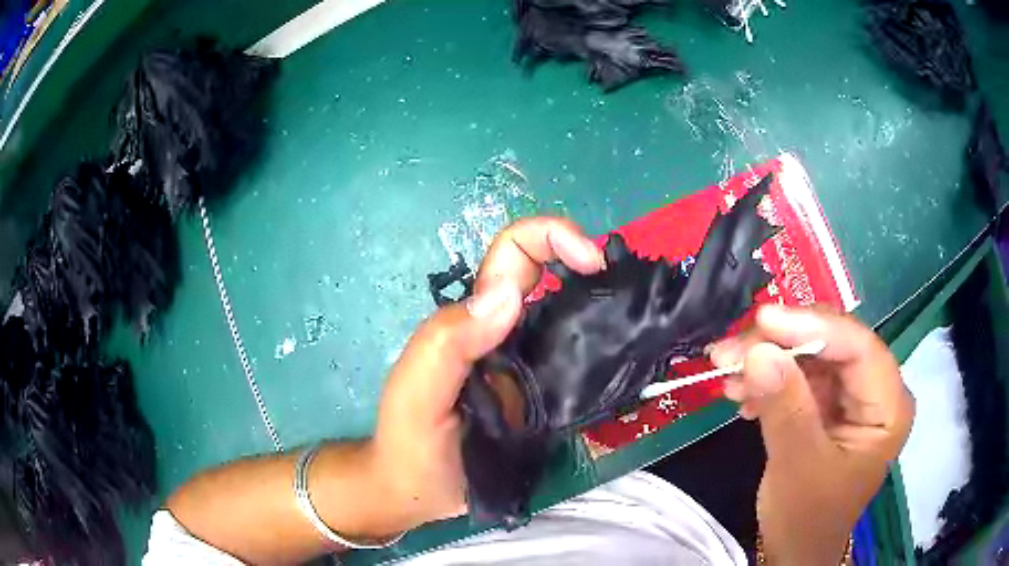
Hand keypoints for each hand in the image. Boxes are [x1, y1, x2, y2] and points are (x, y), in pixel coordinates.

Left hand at [371, 217, 604, 531]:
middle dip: (589, 266)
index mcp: (474, 322)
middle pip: (550, 277)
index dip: (550, 237)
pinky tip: (632, 366)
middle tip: (628, 290)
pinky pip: (585, 364)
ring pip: (574, 319)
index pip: (513, 255)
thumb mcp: (416, 394)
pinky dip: (610, 355)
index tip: (590, 260)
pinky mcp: (551, 399)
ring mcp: (533, 367)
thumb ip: (446, 345)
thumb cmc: (410, 446)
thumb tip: (508, 295)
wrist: (421, 495)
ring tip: (644, 323)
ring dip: (608, 309)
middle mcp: (508, 334)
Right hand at [711, 305, 913, 563]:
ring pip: (811, 355)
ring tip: (725, 371)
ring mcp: (852, 396)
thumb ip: (784, 408)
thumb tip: (758, 352)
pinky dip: (767, 380)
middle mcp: (875, 390)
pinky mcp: (829, 404)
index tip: (762, 320)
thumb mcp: (797, 467)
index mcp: (889, 406)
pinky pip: (799, 376)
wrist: (795, 549)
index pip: (859, 347)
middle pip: (833, 345)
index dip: (813, 326)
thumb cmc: (807, 518)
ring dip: (767, 360)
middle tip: (730, 350)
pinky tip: (739, 392)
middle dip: (780, 343)